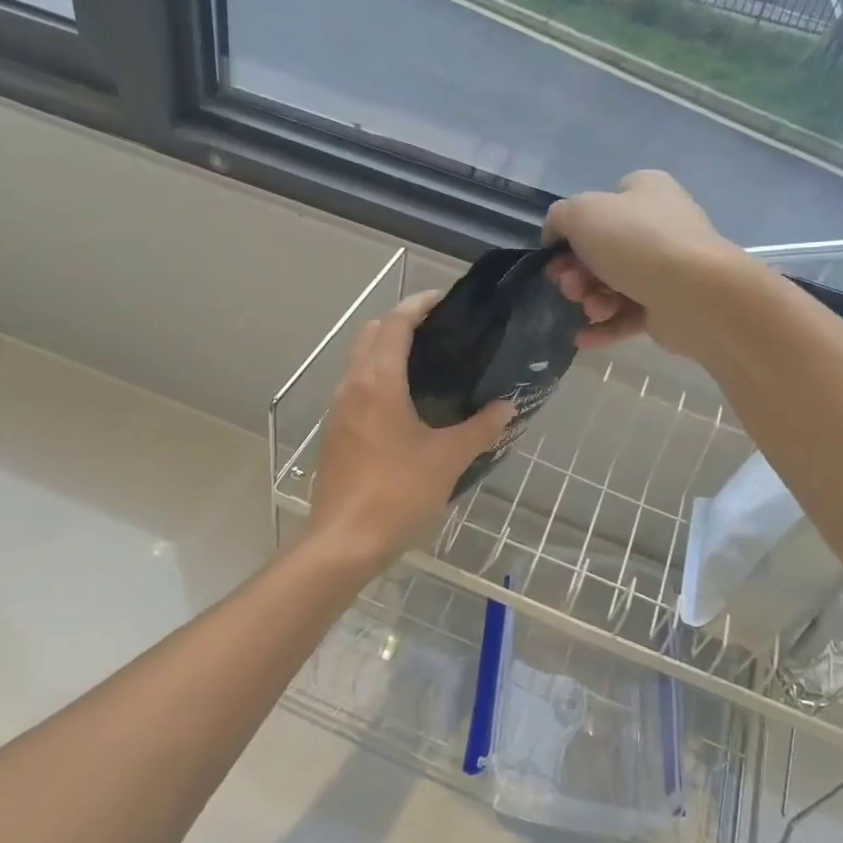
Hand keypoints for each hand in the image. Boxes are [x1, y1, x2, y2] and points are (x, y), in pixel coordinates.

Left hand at [308, 292, 513, 565]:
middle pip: (370, 334)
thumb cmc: (398, 492)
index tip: (444, 301)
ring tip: (426, 365)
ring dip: (386, 351)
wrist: (344, 541)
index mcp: (378, 381)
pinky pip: (355, 388)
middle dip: (400, 323)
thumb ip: (481, 428)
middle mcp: (352, 386)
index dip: (418, 305)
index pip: (395, 323)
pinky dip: (377, 378)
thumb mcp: (448, 459)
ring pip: (359, 361)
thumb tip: (508, 406)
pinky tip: (405, 405)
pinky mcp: (334, 433)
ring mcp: (337, 410)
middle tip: (438, 332)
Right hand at [543, 171, 742, 352]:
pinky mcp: (668, 306)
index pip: (599, 206)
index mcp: (644, 191)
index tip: (555, 254)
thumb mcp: (581, 213)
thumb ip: (559, 218)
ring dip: (590, 300)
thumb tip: (556, 237)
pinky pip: (627, 316)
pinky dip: (604, 326)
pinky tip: (583, 339)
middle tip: (569, 286)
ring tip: (591, 309)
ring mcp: (666, 268)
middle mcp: (658, 225)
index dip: (572, 231)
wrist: (696, 294)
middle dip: (576, 272)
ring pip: (612, 285)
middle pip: (600, 251)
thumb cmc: (637, 243)